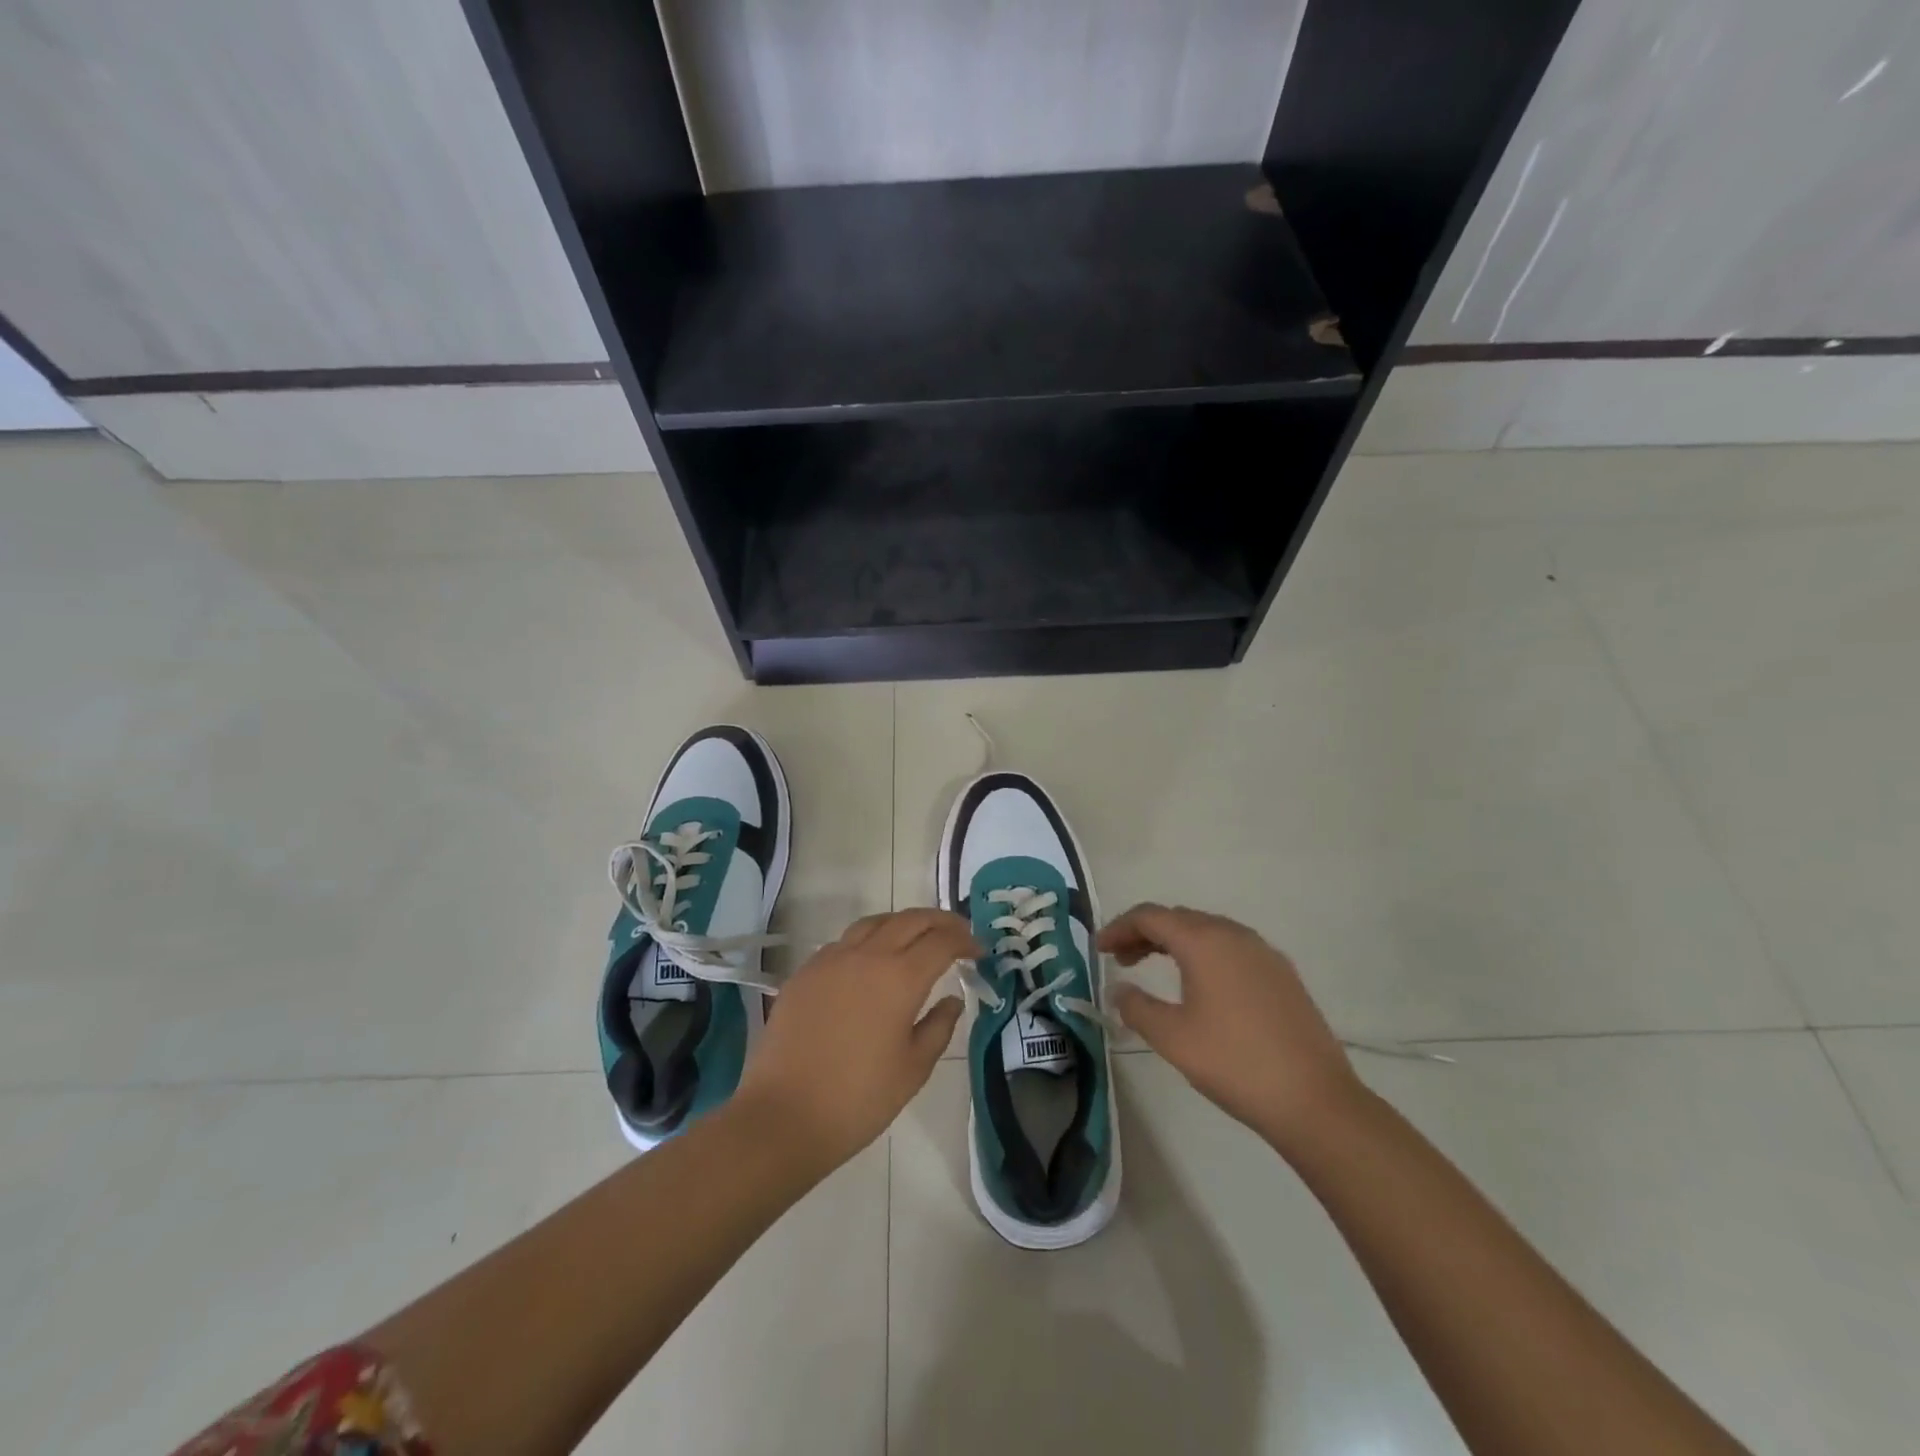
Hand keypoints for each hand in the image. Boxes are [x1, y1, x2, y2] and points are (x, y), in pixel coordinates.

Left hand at [736, 908, 976, 1173]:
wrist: (783, 1116)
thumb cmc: (858, 1099)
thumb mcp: (913, 1069)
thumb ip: (939, 1026)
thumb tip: (952, 999)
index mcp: (900, 977)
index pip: (942, 941)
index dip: (966, 940)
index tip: (979, 951)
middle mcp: (867, 955)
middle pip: (910, 919)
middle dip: (940, 921)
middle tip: (958, 934)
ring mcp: (831, 959)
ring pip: (874, 922)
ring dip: (903, 923)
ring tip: (916, 939)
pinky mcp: (805, 972)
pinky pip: (844, 942)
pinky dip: (869, 940)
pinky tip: (871, 963)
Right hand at [1100, 904, 1363, 1148]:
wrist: (1314, 1100)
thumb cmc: (1234, 1063)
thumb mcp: (1172, 1038)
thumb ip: (1137, 1007)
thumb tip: (1120, 989)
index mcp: (1203, 941)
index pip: (1150, 916)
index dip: (1119, 927)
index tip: (1099, 949)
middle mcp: (1234, 934)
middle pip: (1179, 918)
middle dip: (1145, 933)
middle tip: (1122, 960)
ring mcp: (1263, 952)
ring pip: (1207, 930)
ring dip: (1175, 942)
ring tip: (1156, 970)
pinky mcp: (1282, 974)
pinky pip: (1231, 948)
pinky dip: (1204, 954)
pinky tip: (1201, 985)